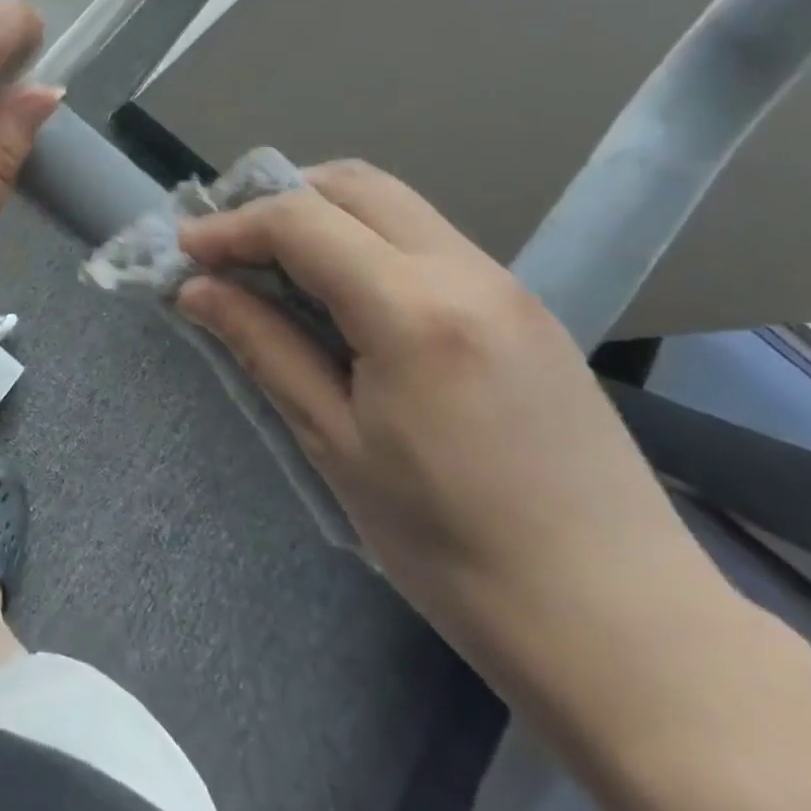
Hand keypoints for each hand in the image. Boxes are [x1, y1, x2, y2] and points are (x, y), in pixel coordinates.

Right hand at [174, 161, 720, 656]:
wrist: (626, 627)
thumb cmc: (457, 550)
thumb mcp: (336, 446)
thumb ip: (263, 348)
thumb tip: (196, 291)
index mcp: (414, 310)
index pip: (301, 221)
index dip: (230, 226)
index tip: (184, 249)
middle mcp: (466, 271)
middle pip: (352, 183)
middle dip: (277, 197)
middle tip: (229, 245)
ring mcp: (505, 283)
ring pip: (393, 203)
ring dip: (323, 214)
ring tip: (274, 264)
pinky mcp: (524, 305)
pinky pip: (426, 238)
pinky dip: (366, 239)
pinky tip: (343, 293)